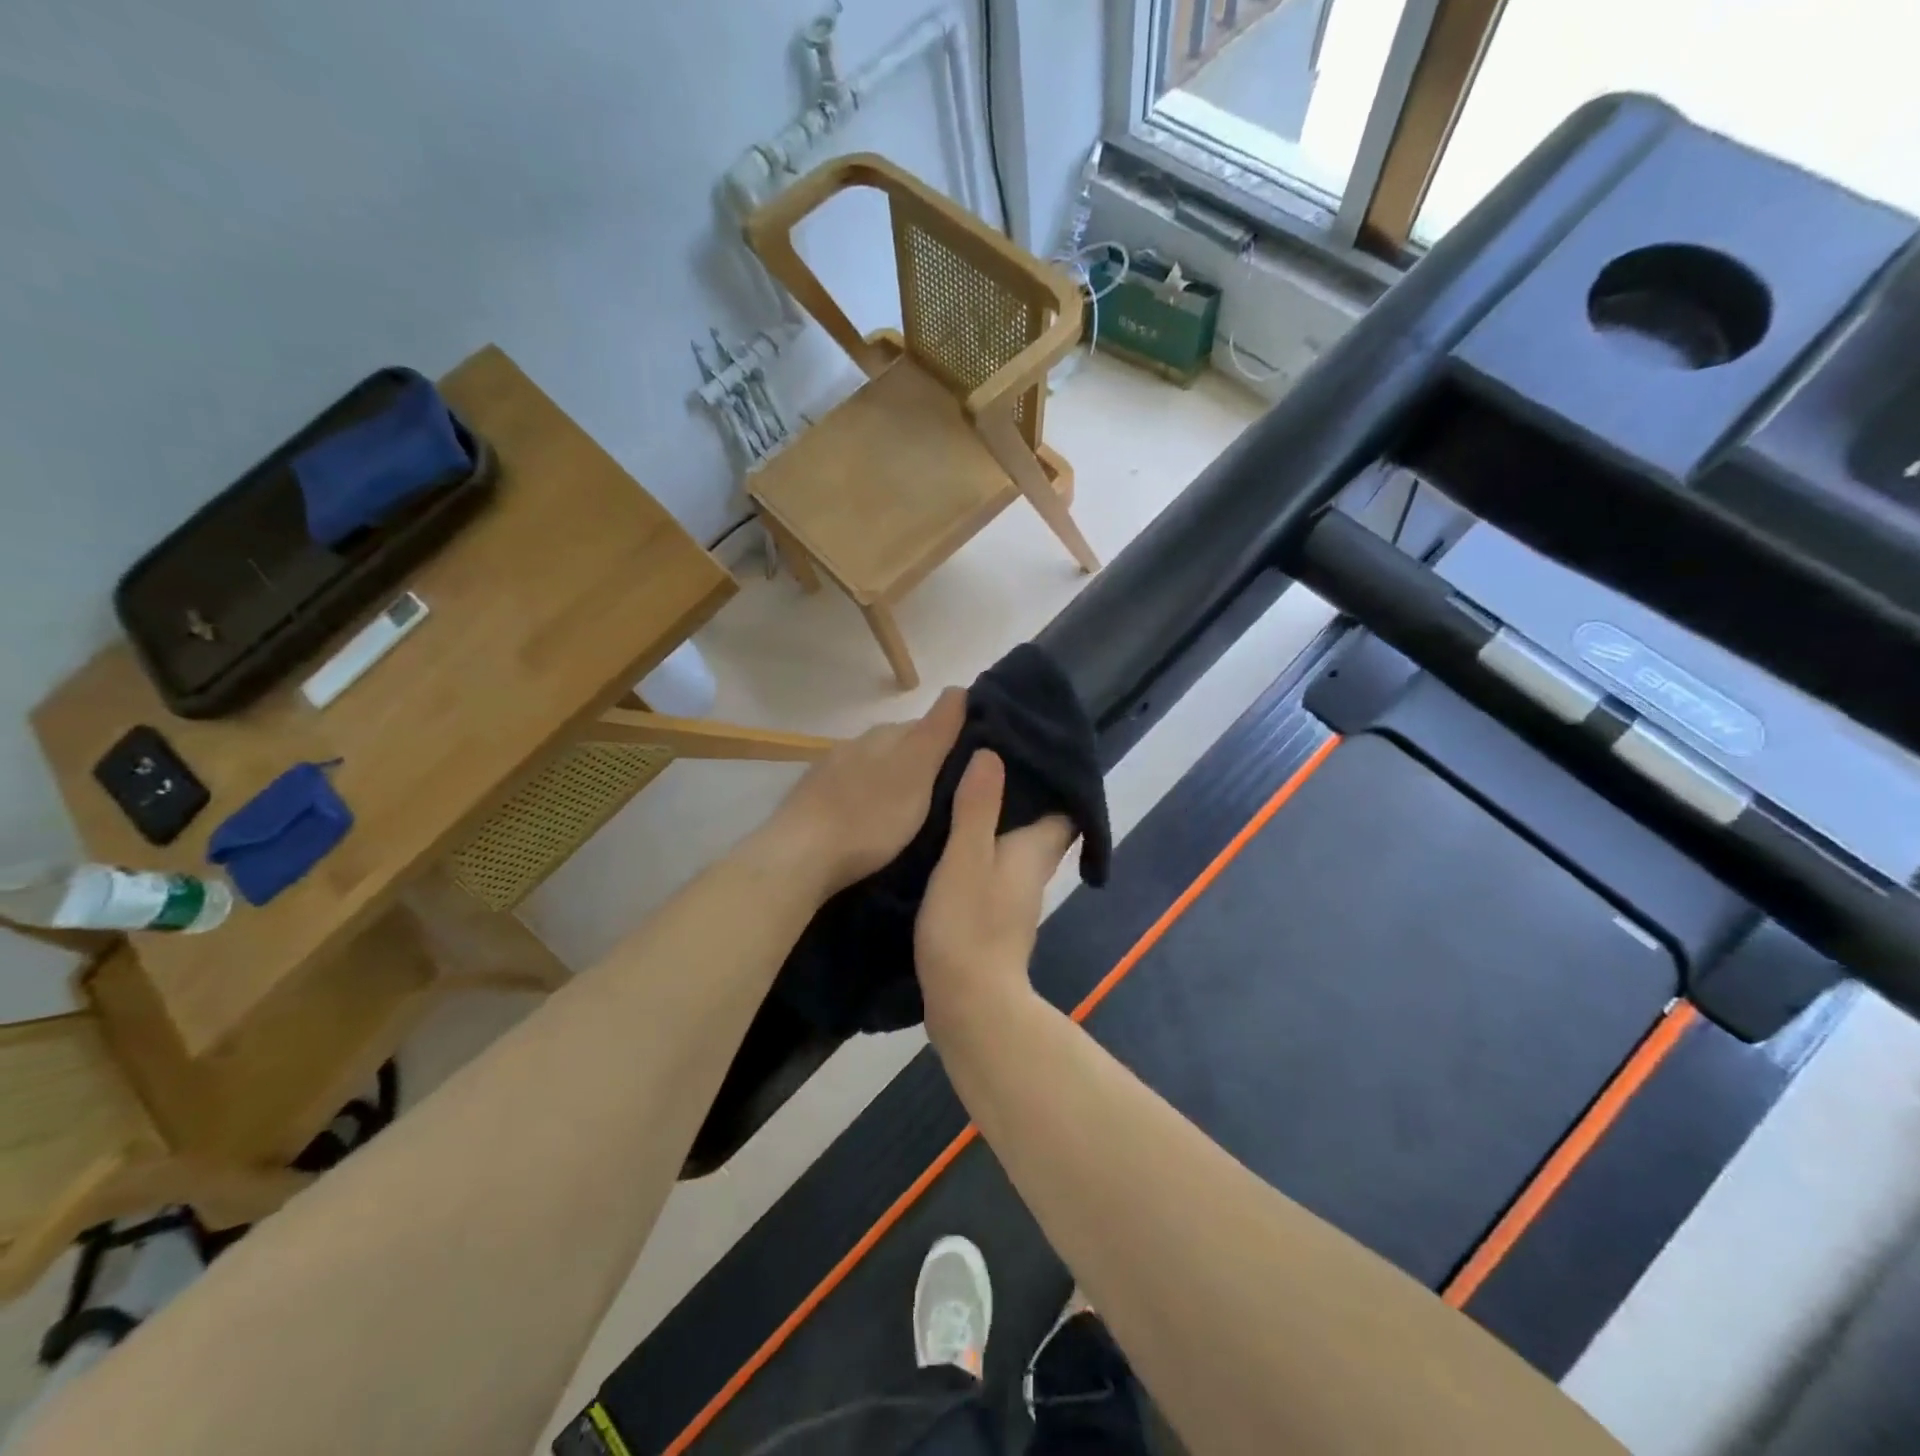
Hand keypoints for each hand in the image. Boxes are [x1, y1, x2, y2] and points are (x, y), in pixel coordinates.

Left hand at [761, 688, 965, 897]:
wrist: (800, 856)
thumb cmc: (870, 815)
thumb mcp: (917, 770)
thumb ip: (938, 730)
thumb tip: (958, 688)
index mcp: (885, 734)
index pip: (927, 725)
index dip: (951, 742)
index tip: (972, 769)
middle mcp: (856, 744)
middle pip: (900, 747)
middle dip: (923, 764)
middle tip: (948, 797)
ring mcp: (830, 772)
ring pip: (874, 769)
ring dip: (894, 784)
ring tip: (914, 815)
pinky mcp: (813, 802)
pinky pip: (852, 793)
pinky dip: (868, 803)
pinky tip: (873, 825)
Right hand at [916, 749, 1074, 1042]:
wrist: (968, 1004)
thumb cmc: (969, 926)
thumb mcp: (965, 858)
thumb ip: (977, 808)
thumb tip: (992, 753)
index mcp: (1035, 850)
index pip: (1064, 806)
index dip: (1054, 779)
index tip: (1028, 748)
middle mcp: (1033, 869)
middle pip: (1042, 824)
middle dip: (1024, 795)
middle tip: (988, 760)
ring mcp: (1015, 896)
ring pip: (1016, 845)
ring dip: (1000, 820)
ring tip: (966, 787)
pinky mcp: (994, 914)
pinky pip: (995, 865)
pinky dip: (982, 846)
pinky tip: (952, 837)